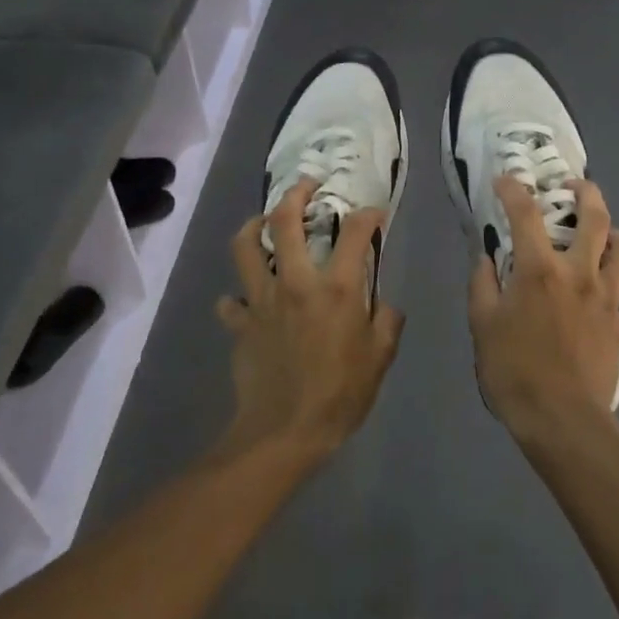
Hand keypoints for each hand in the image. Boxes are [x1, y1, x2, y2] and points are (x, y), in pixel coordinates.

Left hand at [216, 179, 405, 462]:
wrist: (283, 433)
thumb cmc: (340, 395)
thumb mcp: (380, 359)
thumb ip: (388, 322)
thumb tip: (384, 305)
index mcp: (338, 289)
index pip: (355, 233)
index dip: (368, 215)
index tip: (373, 213)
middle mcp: (296, 283)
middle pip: (285, 222)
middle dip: (297, 194)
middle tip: (308, 185)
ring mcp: (261, 300)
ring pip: (245, 246)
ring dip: (254, 225)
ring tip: (264, 220)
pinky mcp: (239, 323)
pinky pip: (231, 301)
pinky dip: (238, 296)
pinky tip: (248, 299)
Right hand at [467, 176, 618, 439]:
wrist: (561, 419)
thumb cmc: (514, 370)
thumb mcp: (482, 325)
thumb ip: (482, 285)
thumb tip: (486, 259)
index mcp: (541, 270)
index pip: (525, 215)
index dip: (513, 190)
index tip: (505, 180)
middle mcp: (580, 274)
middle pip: (596, 218)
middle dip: (587, 193)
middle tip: (575, 187)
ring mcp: (607, 300)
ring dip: (617, 238)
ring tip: (604, 240)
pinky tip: (609, 308)